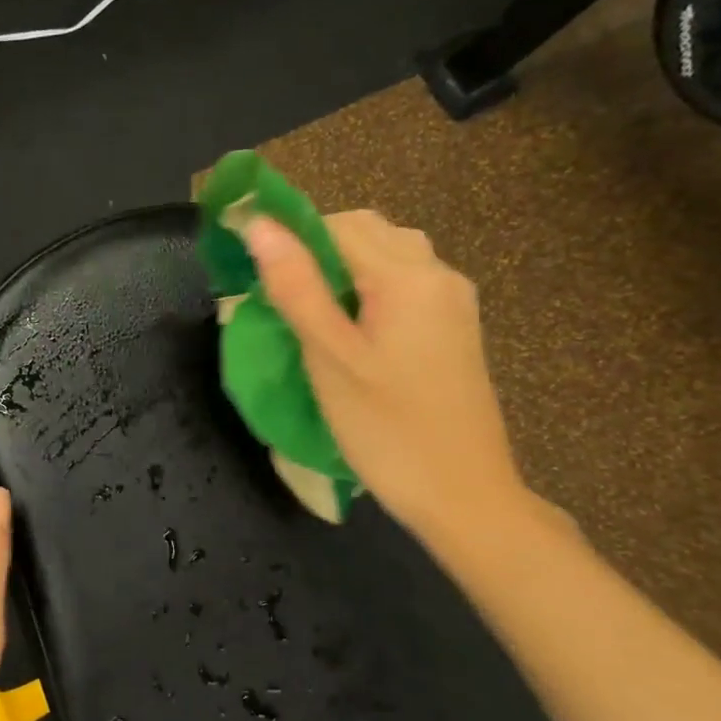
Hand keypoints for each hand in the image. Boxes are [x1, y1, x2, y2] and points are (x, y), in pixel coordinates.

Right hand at [244, 211, 526, 541]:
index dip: (290, 237)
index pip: (337, 224)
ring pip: (388, 254)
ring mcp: (453, 300)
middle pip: (367, 231)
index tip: (256, 274)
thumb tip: (259, 225)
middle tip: (282, 300)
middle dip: (317, 250)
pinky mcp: (455, 325)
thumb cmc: (387, 430)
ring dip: (343, 268)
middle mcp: (438, 274)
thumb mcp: (330, 358)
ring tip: (313, 316)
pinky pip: (405, 282)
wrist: (464, 495)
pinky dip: (369, 288)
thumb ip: (296, 287)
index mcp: (407, 277)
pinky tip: (351, 331)